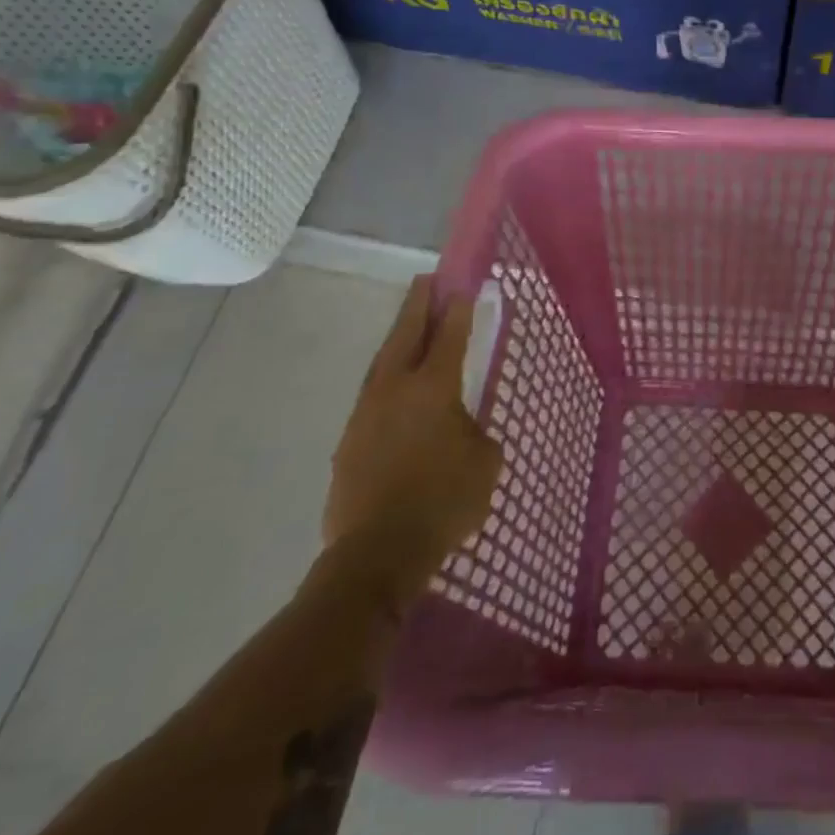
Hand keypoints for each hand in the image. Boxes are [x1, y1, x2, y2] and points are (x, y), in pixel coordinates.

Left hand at [324, 275, 501, 611]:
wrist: (378, 552)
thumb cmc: (444, 499)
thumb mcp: (485, 461)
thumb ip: (477, 432)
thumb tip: (462, 429)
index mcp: (433, 386)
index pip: (450, 335)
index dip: (458, 309)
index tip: (462, 286)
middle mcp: (395, 388)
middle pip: (406, 334)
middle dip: (418, 305)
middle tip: (426, 282)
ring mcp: (366, 413)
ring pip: (382, 362)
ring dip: (397, 339)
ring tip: (408, 326)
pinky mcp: (348, 442)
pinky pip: (371, 397)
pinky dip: (385, 380)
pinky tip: (393, 390)